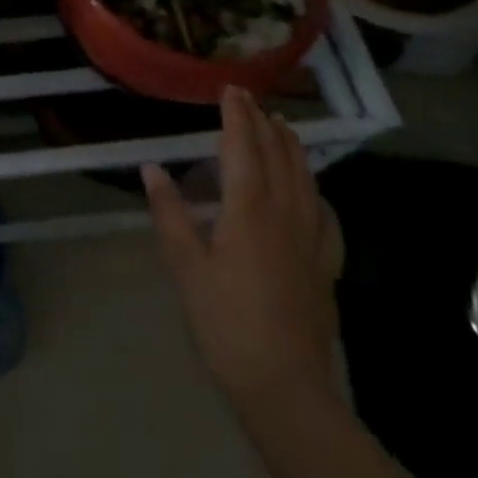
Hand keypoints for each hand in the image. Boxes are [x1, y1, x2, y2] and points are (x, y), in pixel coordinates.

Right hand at [142, 87, 343, 423]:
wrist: (286, 389)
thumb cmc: (227, 323)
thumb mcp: (186, 267)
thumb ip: (170, 213)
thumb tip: (151, 167)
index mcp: (248, 209)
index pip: (243, 147)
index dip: (237, 115)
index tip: (231, 88)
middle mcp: (284, 214)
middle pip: (277, 156)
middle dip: (263, 122)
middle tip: (251, 98)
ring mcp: (311, 240)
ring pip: (305, 179)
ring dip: (292, 147)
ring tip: (283, 126)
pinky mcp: (326, 267)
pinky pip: (326, 217)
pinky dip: (317, 192)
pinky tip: (313, 192)